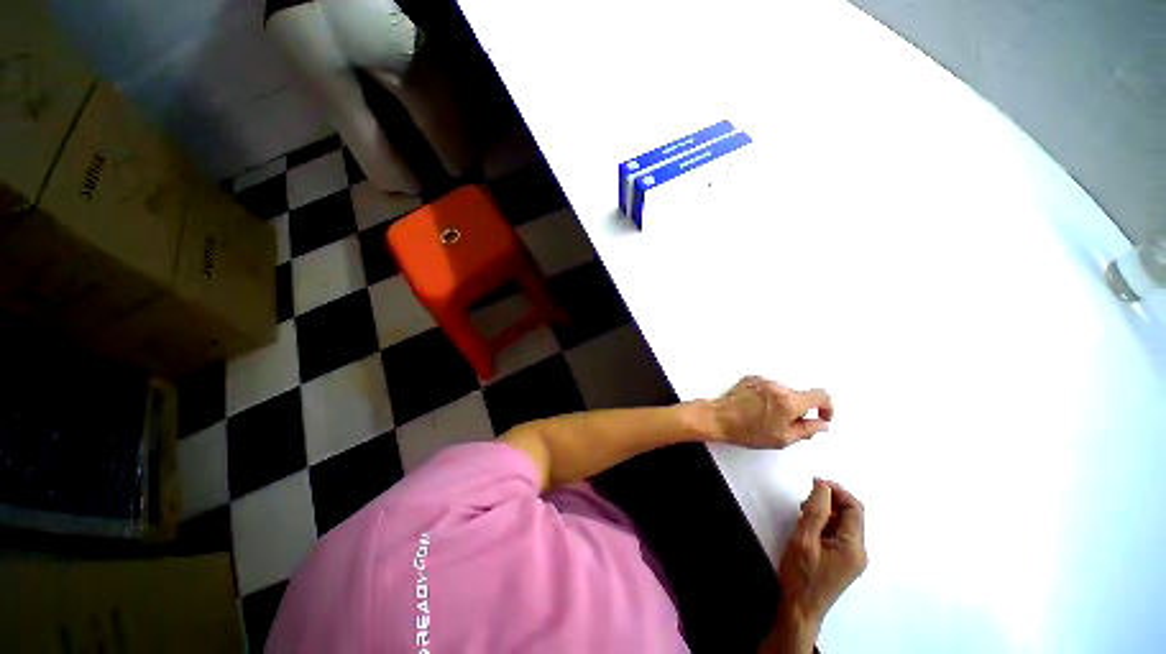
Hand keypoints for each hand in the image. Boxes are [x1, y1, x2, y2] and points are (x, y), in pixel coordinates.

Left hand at [712, 376, 832, 448]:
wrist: (718, 418)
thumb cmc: (747, 431)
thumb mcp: (782, 438)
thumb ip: (807, 430)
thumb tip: (822, 424)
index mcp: (788, 401)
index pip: (821, 395)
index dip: (827, 407)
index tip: (822, 417)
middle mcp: (777, 386)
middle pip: (799, 395)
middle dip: (798, 409)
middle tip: (785, 424)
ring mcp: (762, 380)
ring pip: (782, 392)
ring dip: (781, 403)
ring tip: (765, 417)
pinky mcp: (750, 378)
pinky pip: (767, 387)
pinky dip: (768, 397)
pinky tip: (756, 408)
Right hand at [776, 479, 866, 637]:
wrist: (799, 610)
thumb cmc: (801, 575)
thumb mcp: (803, 539)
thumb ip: (815, 511)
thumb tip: (823, 487)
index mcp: (853, 546)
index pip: (854, 508)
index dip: (836, 490)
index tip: (814, 481)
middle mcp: (858, 551)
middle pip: (851, 515)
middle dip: (831, 500)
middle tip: (806, 495)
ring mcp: (851, 559)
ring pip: (844, 524)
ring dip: (826, 511)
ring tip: (803, 510)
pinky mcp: (841, 562)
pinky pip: (838, 535)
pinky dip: (825, 523)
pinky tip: (808, 525)